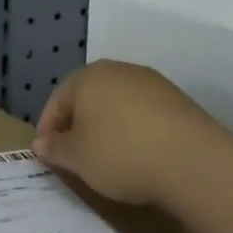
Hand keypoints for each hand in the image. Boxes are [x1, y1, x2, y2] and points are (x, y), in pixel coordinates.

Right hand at [33, 60, 220, 206]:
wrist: (192, 161)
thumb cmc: (119, 153)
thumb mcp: (76, 157)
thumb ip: (54, 148)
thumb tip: (40, 143)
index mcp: (87, 76)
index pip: (57, 101)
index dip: (47, 128)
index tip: (47, 155)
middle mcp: (120, 70)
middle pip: (88, 98)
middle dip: (78, 125)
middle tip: (74, 155)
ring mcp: (153, 84)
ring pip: (118, 105)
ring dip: (107, 128)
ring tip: (106, 159)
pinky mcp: (179, 102)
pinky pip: (144, 115)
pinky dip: (134, 132)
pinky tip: (137, 156)